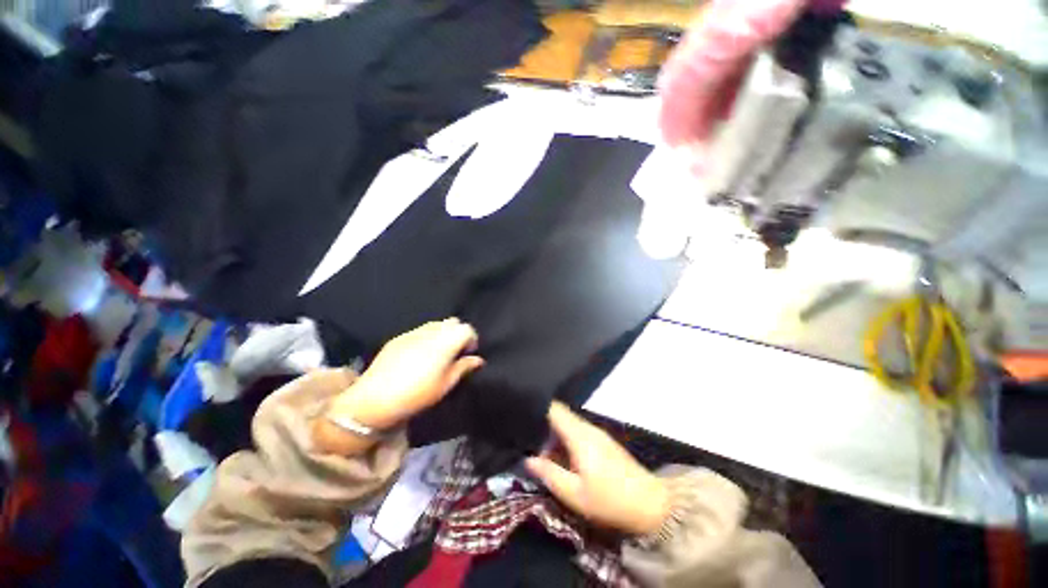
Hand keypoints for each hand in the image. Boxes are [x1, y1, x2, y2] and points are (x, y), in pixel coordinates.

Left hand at [331, 318, 483, 429]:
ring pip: (436, 324)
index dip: (471, 339)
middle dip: (458, 333)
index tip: (468, 354)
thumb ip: (463, 368)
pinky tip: (419, 354)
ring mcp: (413, 332)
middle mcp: (431, 332)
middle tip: (454, 352)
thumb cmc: (416, 394)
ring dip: (442, 333)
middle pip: (453, 322)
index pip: (467, 329)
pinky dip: (426, 337)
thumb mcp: (445, 385)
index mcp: (445, 342)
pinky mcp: (399, 337)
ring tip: (437, 353)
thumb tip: (478, 360)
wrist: (374, 399)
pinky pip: (419, 330)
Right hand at [526, 402, 669, 535]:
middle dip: (544, 426)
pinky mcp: (604, 441)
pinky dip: (567, 440)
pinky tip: (564, 457)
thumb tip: (529, 459)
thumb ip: (550, 474)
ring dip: (556, 435)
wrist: (651, 505)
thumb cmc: (609, 500)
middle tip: (530, 442)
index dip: (538, 409)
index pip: (555, 409)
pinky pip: (579, 432)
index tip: (524, 417)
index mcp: (579, 435)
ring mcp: (598, 433)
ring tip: (544, 452)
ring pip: (570, 425)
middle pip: (561, 416)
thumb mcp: (574, 494)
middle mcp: (588, 428)